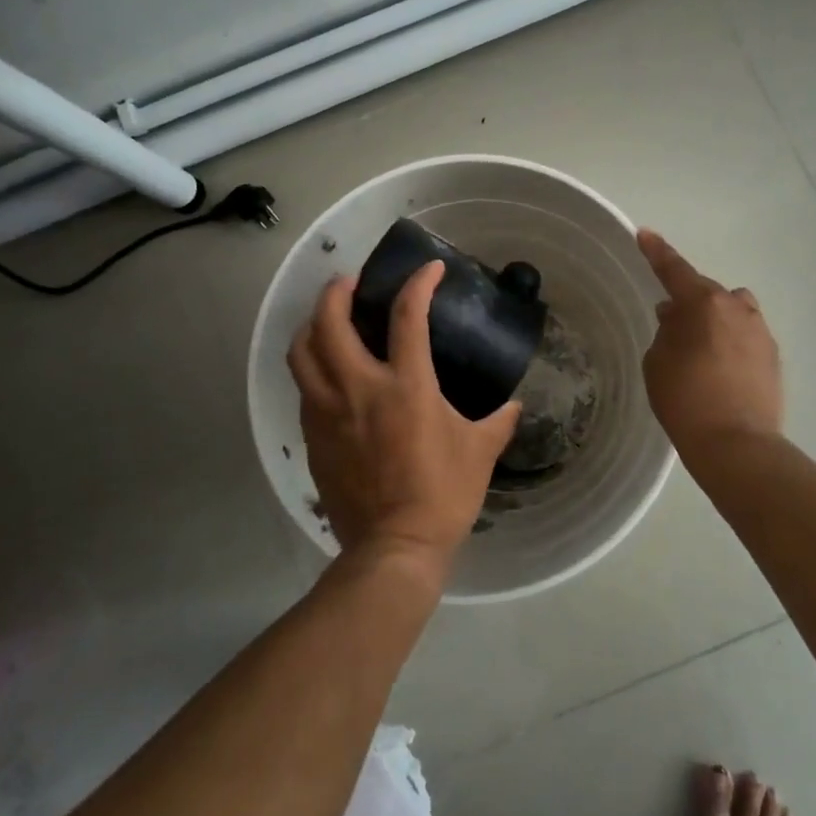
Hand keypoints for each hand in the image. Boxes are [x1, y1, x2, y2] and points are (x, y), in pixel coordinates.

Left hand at [288, 262, 521, 576]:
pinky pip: (303, 389)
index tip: (430, 269)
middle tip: (350, 282)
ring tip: (326, 319)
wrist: (394, 546)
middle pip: (330, 323)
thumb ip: (498, 421)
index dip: (418, 284)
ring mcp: (328, 412)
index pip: (408, 317)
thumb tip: (514, 406)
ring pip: (302, 353)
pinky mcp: (312, 436)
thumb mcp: (480, 452)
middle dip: (336, 292)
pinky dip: (312, 367)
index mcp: (406, 386)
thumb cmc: (443, 494)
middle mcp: (359, 389)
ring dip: (311, 325)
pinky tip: (328, 372)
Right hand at [637, 230, 782, 455]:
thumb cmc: (685, 400)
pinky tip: (720, 367)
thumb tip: (677, 316)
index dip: (657, 252)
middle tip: (669, 321)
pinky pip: (745, 335)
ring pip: (732, 311)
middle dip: (688, 300)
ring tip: (699, 345)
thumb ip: (666, 331)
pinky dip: (730, 340)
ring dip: (715, 317)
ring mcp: (760, 331)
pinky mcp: (773, 356)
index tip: (645, 235)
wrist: (736, 444)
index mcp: (705, 304)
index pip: (675, 270)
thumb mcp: (658, 363)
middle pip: (707, 292)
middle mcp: (737, 308)